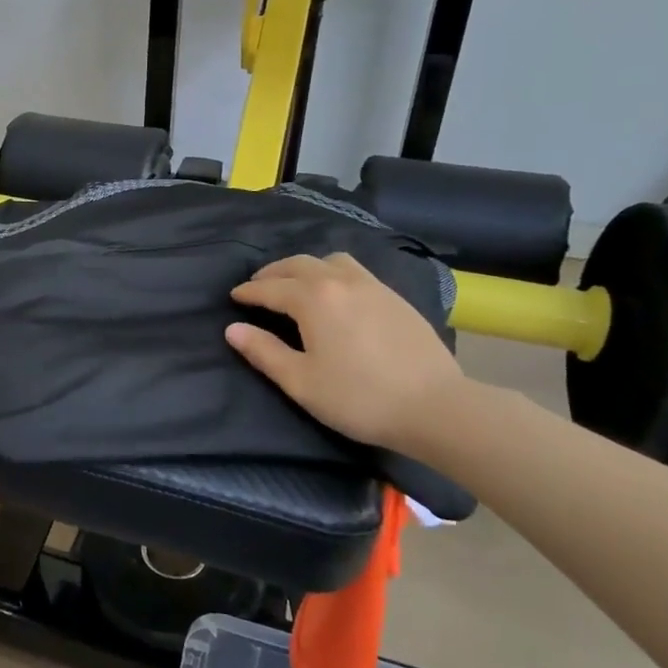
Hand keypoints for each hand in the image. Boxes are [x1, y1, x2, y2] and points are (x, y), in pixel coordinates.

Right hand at [226, 252, 466, 455]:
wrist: (435, 406)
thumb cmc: (358, 397)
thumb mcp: (301, 382)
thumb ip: (264, 352)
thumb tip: (233, 329)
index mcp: (313, 298)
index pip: (270, 288)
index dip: (249, 292)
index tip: (234, 297)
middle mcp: (340, 281)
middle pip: (299, 265)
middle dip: (273, 273)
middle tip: (259, 286)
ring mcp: (372, 286)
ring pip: (331, 261)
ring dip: (306, 267)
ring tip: (298, 284)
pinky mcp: (395, 297)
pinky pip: (355, 271)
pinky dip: (334, 273)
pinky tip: (337, 294)